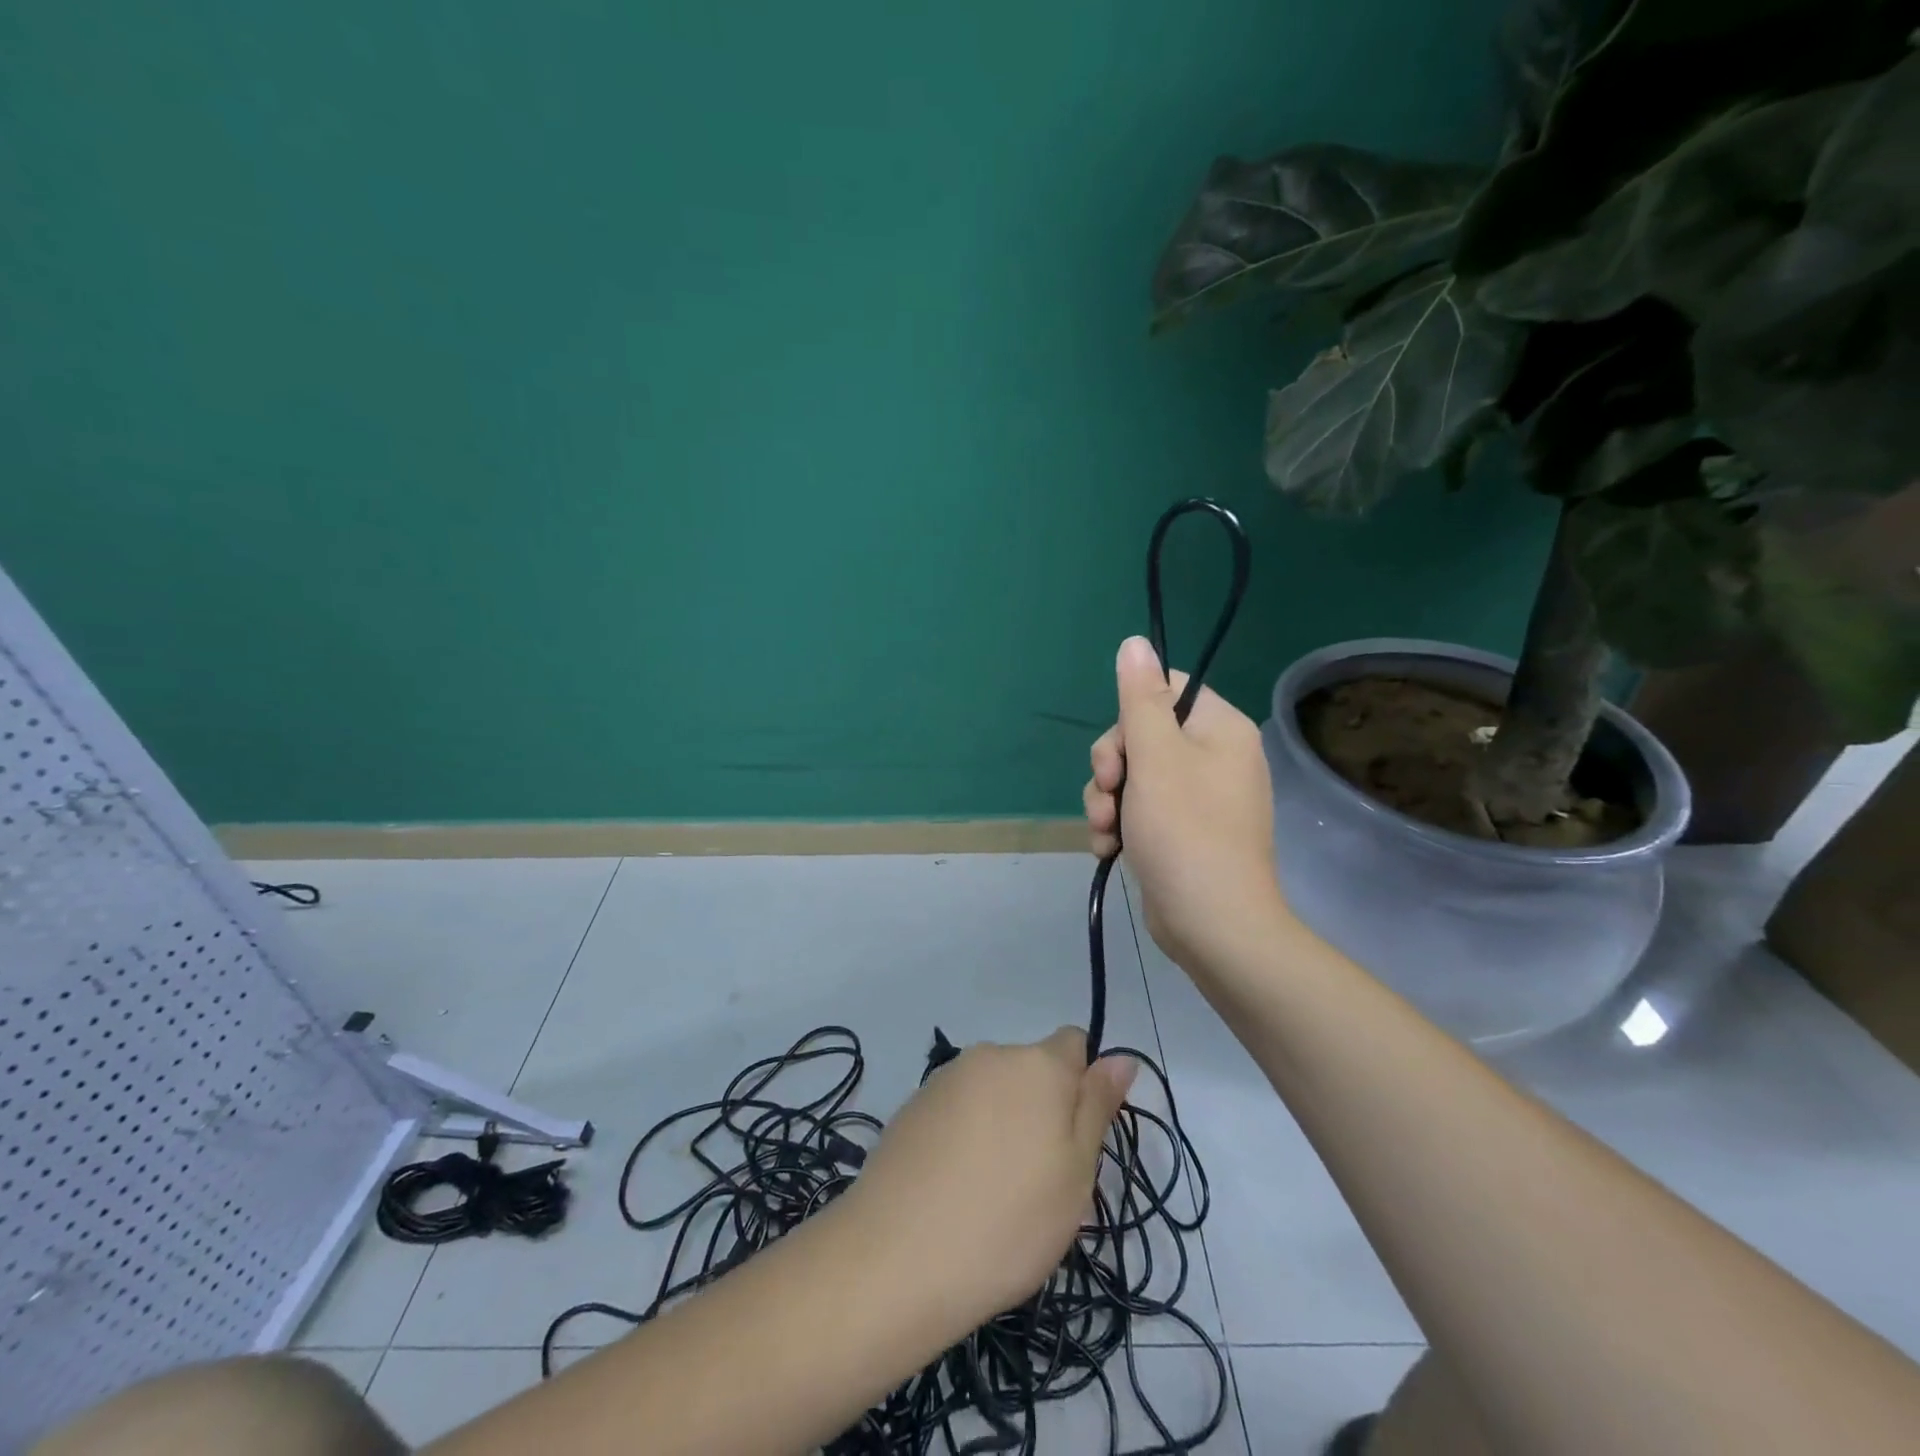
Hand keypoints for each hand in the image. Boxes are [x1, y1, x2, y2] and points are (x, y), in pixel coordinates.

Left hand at [838, 1029, 1133, 1335]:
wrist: (898, 1256)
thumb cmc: (1009, 1220)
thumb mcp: (1075, 1173)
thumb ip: (1097, 1107)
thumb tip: (1120, 1056)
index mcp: (1037, 1064)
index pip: (1074, 1043)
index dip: (1083, 1084)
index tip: (1077, 1139)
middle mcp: (990, 1055)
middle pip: (1032, 1069)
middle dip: (1042, 1109)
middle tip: (1039, 1180)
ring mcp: (945, 1078)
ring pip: (993, 1091)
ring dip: (1003, 1123)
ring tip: (993, 1191)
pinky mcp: (912, 1105)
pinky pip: (957, 1110)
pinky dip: (965, 1136)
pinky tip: (954, 1188)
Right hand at [1083, 636, 1287, 972]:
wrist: (1213, 926)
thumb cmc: (1185, 832)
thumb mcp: (1155, 757)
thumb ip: (1141, 697)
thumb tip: (1135, 640)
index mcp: (1219, 729)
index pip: (1165, 691)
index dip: (1130, 716)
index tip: (1122, 749)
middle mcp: (1213, 758)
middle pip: (1141, 735)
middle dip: (1111, 767)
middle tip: (1109, 795)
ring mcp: (1198, 798)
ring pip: (1132, 777)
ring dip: (1106, 801)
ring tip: (1105, 832)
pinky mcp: (1181, 832)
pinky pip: (1139, 810)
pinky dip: (1119, 826)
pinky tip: (1110, 849)